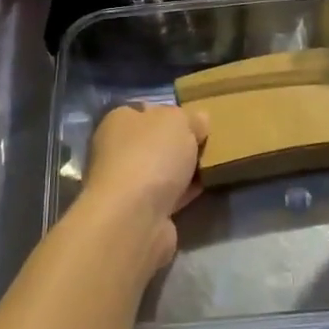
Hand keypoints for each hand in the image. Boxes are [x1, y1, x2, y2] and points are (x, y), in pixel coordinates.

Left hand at [80, 102, 208, 275]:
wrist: (134, 217)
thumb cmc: (151, 155)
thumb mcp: (179, 122)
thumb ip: (191, 118)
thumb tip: (199, 120)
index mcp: (118, 121)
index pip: (146, 111)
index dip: (172, 113)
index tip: (197, 121)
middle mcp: (115, 151)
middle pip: (154, 142)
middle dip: (179, 144)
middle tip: (208, 143)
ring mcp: (125, 185)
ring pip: (161, 171)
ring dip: (182, 171)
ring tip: (213, 165)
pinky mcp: (138, 213)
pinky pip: (167, 196)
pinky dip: (184, 193)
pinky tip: (204, 188)